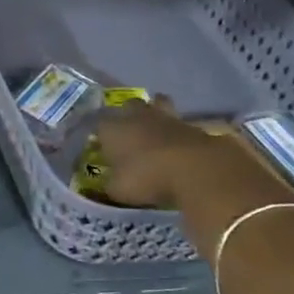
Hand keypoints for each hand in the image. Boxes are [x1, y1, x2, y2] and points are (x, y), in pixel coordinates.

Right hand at [95, 97, 228, 209]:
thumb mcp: (119, 190)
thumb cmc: (147, 177)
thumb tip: (110, 183)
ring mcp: (165, 117)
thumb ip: (111, 184)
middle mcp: (135, 116)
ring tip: (157, 127)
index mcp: (111, 129)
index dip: (101, 134)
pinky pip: (179, 121)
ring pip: (157, 103)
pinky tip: (179, 142)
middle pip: (128, 106)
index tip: (103, 146)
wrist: (195, 169)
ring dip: (156, 111)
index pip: (99, 124)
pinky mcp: (191, 124)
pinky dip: (178, 129)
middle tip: (131, 132)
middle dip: (128, 114)